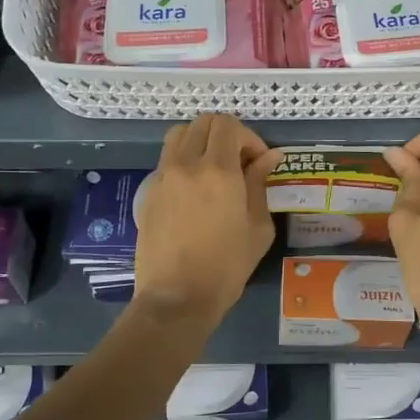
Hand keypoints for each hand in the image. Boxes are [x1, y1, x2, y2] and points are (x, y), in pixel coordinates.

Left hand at [132, 115, 284, 324]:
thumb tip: (270, 156)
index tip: (258, 162)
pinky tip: (195, 189)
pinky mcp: (149, 191)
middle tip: (239, 163)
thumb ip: (260, 184)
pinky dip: (184, 159)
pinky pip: (168, 158)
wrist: (177, 297)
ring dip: (200, 141)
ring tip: (214, 168)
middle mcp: (187, 164)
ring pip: (180, 134)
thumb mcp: (257, 227)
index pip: (229, 125)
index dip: (248, 137)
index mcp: (219, 171)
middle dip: (226, 135)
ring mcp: (163, 176)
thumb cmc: (226, 267)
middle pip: (203, 123)